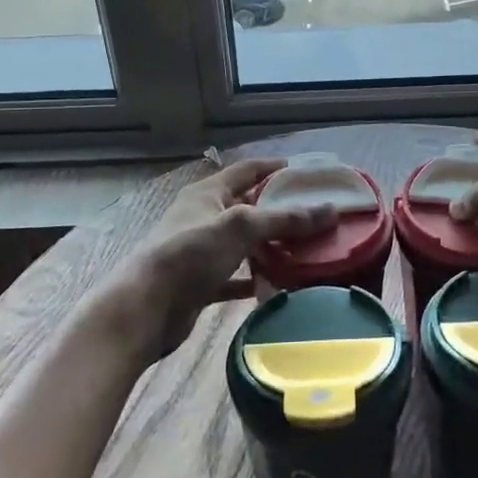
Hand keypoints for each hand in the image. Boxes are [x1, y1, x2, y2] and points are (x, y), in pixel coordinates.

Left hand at [109, 158, 334, 358]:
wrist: (145, 309)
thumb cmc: (190, 254)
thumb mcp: (241, 227)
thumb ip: (285, 219)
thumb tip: (331, 210)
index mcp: (208, 193)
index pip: (247, 170)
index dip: (275, 168)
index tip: (307, 173)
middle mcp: (204, 217)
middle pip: (248, 208)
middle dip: (280, 211)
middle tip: (316, 217)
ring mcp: (202, 252)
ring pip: (244, 244)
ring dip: (271, 246)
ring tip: (308, 250)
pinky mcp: (202, 283)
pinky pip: (236, 276)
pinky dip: (257, 278)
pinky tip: (282, 284)